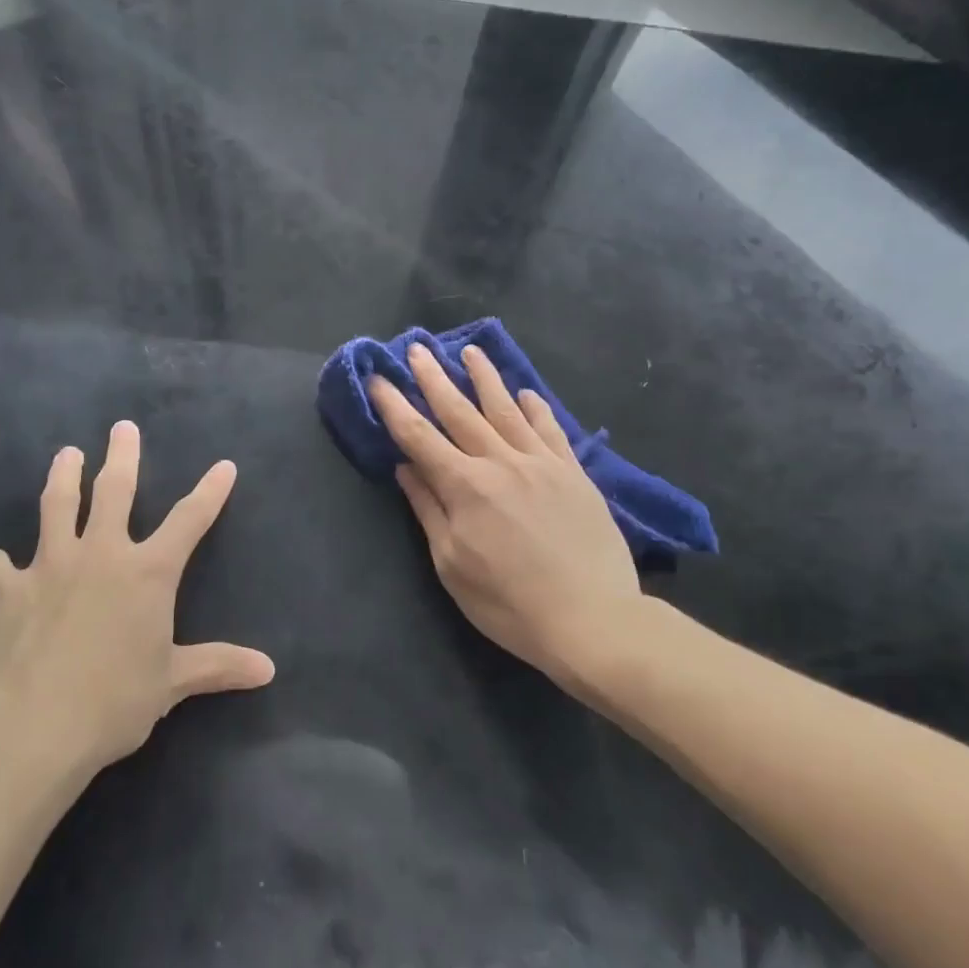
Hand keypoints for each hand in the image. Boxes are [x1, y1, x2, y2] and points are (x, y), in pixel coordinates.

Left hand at [0, 422, 274, 770]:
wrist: (30, 724)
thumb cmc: (112, 702)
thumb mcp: (171, 684)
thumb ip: (217, 667)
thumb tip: (268, 669)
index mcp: (147, 573)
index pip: (189, 521)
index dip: (210, 492)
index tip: (224, 465)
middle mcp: (101, 554)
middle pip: (115, 491)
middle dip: (122, 456)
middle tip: (122, 427)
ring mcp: (49, 564)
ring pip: (56, 506)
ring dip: (62, 476)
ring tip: (65, 454)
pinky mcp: (4, 587)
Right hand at [369, 342, 654, 684]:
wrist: (591, 618)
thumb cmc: (508, 602)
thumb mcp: (452, 564)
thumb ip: (428, 510)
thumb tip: (406, 467)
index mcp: (464, 486)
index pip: (418, 436)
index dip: (394, 406)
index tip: (377, 379)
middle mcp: (500, 462)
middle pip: (459, 412)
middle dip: (433, 378)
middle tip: (418, 348)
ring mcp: (541, 464)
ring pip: (506, 410)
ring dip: (485, 378)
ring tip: (469, 352)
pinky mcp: (573, 474)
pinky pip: (550, 430)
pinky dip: (535, 408)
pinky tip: (526, 393)